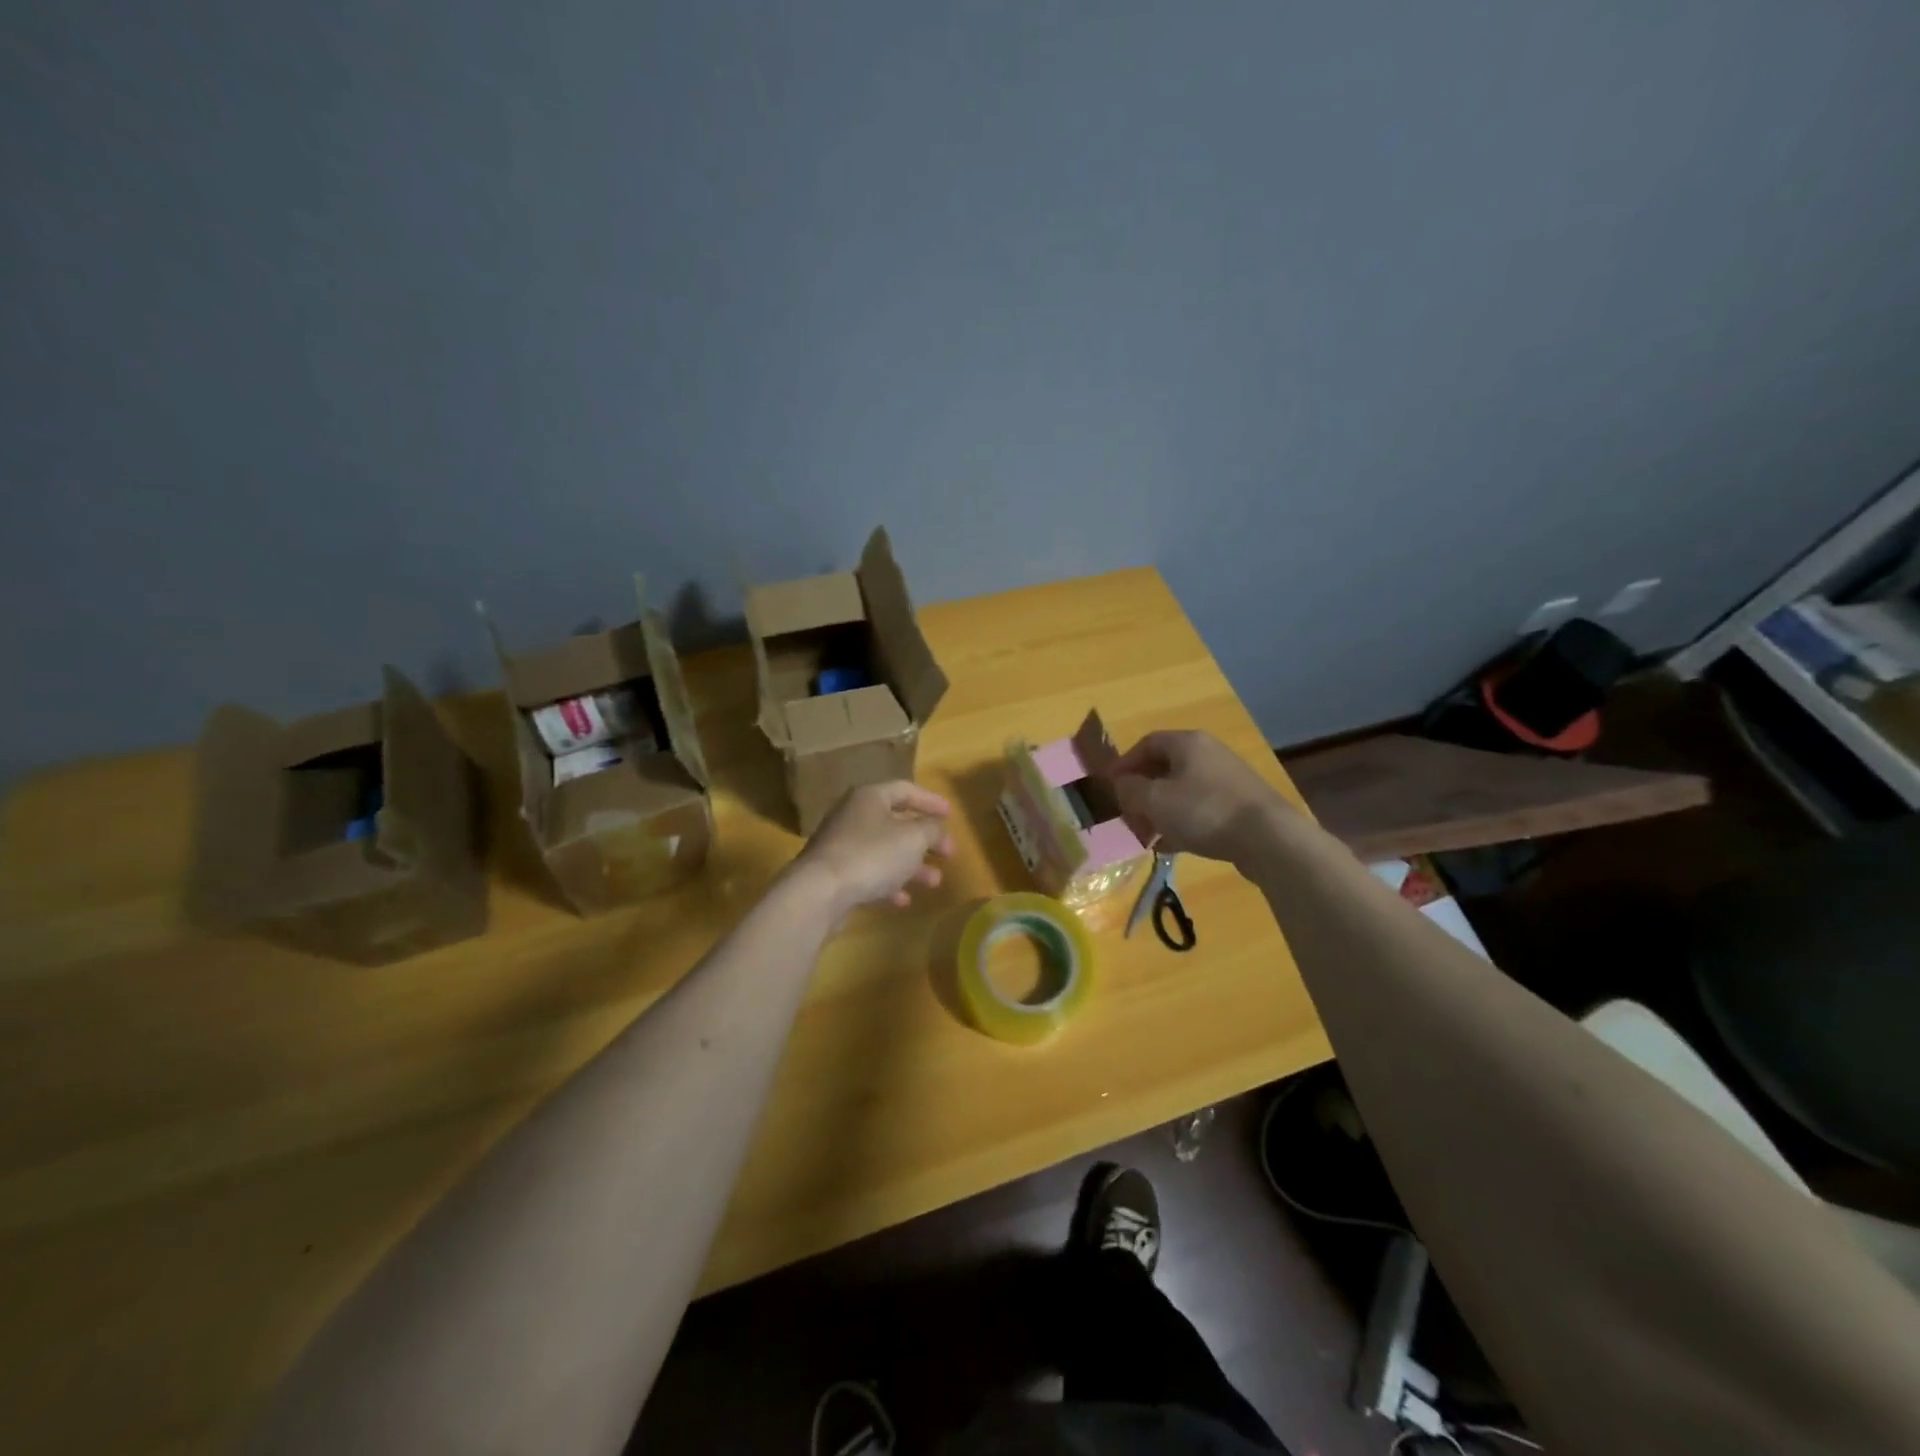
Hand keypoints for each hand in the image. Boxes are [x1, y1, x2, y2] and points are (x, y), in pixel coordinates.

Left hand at [791, 781, 954, 917]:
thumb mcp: (913, 838)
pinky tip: (903, 900)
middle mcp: (853, 816)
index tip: (951, 815)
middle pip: (896, 822)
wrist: (820, 892)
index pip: (905, 790)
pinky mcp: (835, 873)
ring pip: (885, 851)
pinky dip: (889, 883)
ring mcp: (842, 845)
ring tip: (935, 882)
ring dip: (912, 865)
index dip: (930, 801)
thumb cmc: (872, 855)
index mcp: (870, 797)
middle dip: (925, 839)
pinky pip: (869, 873)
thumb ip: (931, 829)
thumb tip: (936, 827)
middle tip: (948, 853)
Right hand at [1111, 731, 1291, 864]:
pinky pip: (1200, 808)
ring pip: (1182, 791)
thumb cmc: (1203, 811)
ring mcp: (1228, 779)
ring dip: (1160, 810)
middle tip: (1127, 814)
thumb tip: (1121, 784)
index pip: (1146, 743)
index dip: (1124, 763)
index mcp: (1187, 743)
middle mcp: (1209, 753)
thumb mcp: (1154, 801)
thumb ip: (1130, 789)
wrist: (1268, 838)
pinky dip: (1182, 822)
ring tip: (1147, 835)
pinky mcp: (1240, 805)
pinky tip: (1171, 846)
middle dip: (1141, 792)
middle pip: (1165, 767)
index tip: (1109, 786)